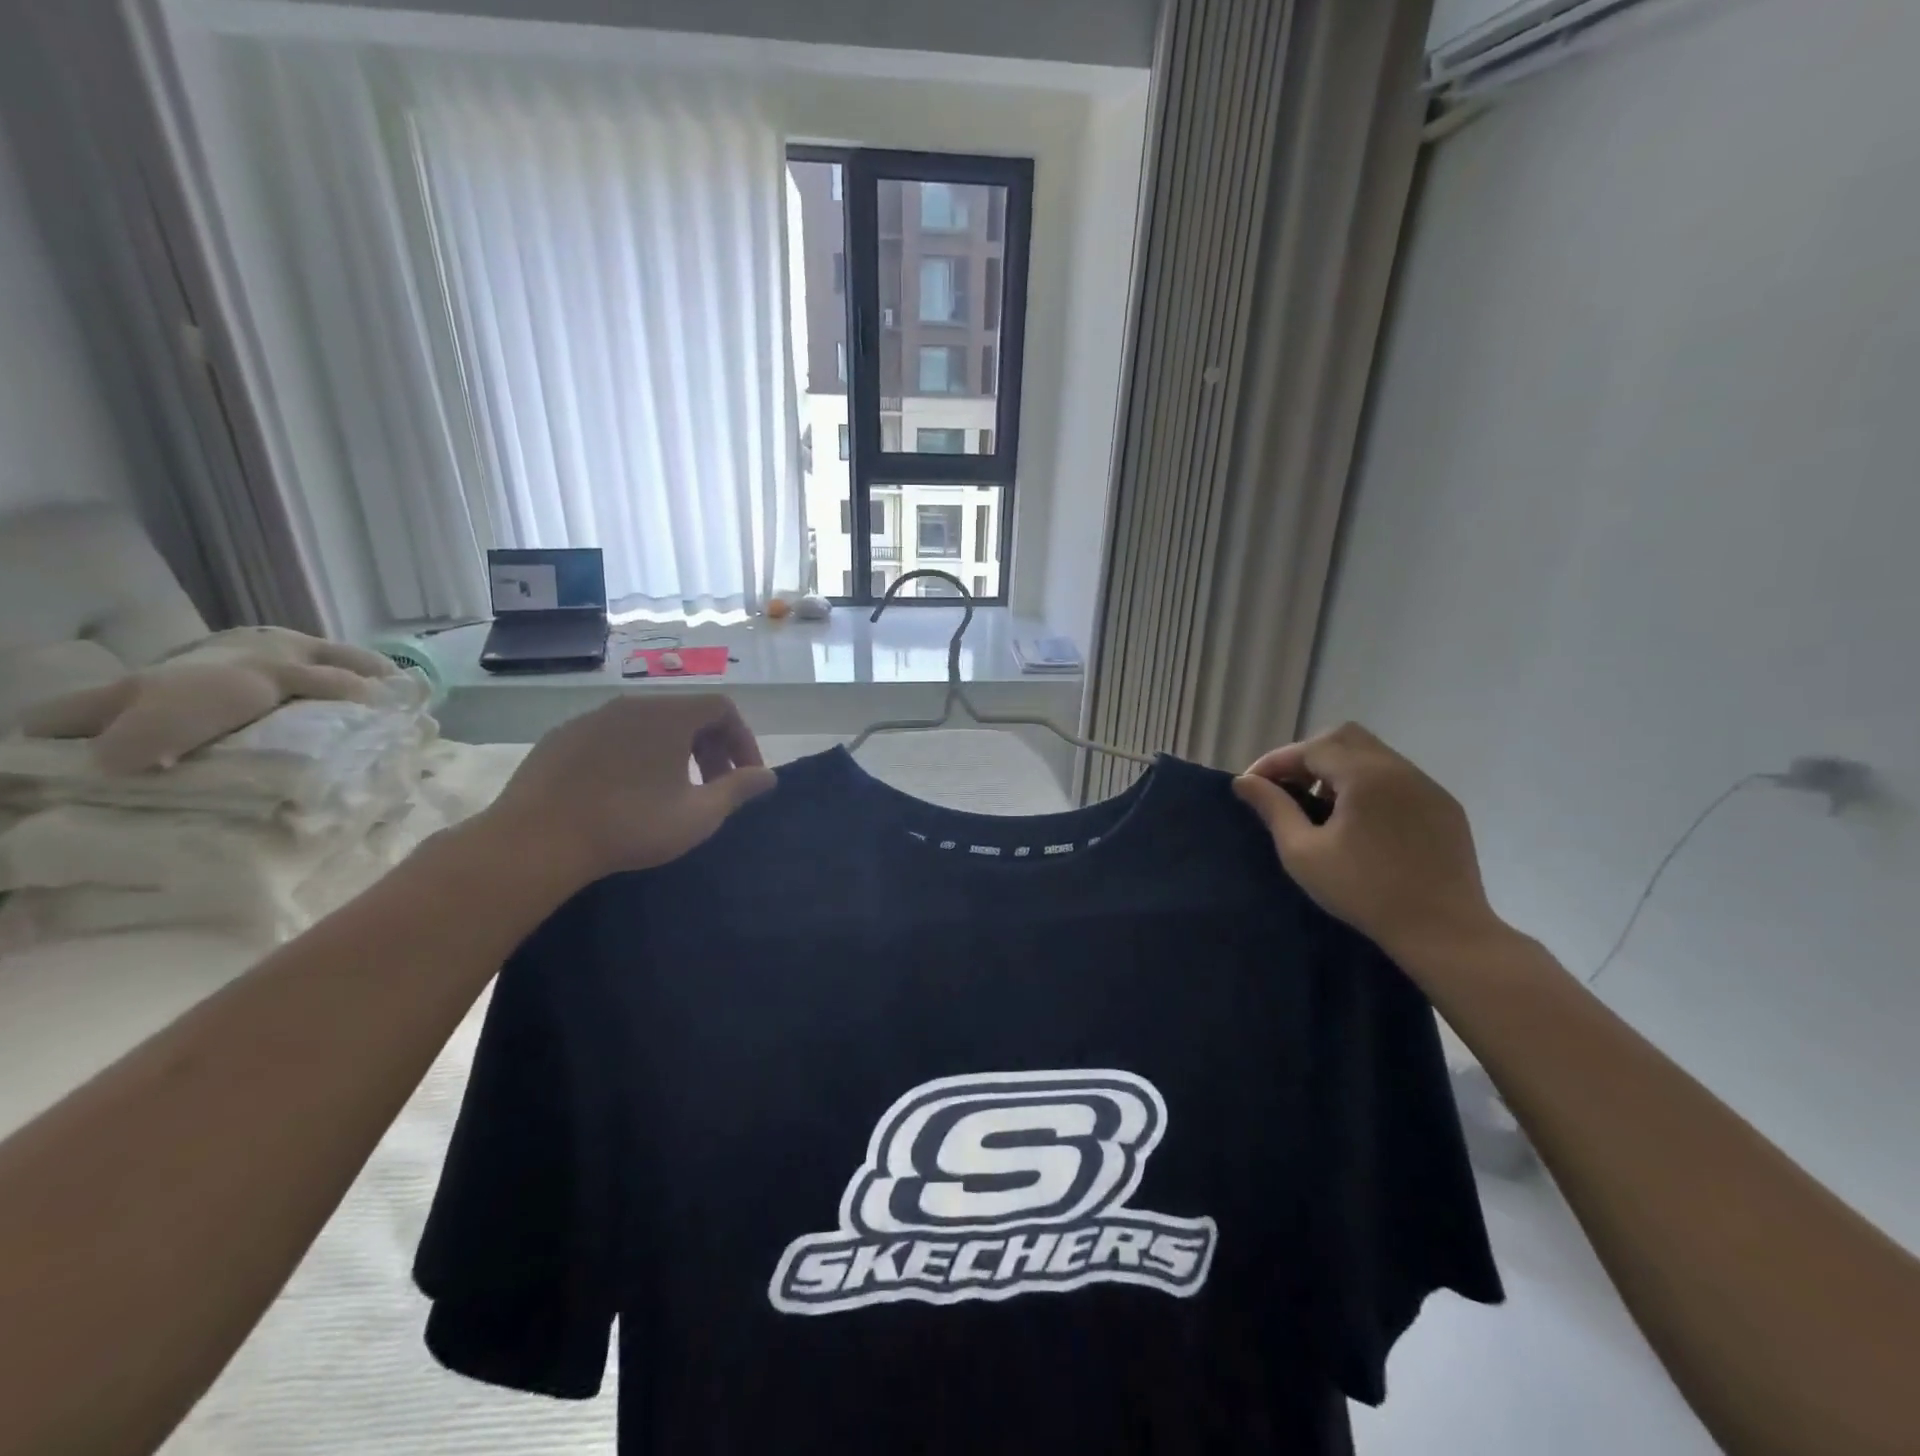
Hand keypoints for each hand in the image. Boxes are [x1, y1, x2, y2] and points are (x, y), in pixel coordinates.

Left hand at [473, 694, 775, 887]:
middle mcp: (632, 704)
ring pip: (648, 725)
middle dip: (710, 748)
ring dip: (673, 752)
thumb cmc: (631, 824)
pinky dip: (635, 755)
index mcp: (669, 714)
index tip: (744, 777)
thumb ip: (738, 790)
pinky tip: (625, 793)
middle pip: (686, 714)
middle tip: (714, 788)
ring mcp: (592, 718)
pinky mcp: (562, 737)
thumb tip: (768, 776)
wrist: (537, 839)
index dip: (742, 740)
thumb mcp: (698, 814)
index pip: (722, 708)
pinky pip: (613, 737)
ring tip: (672, 792)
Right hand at [1232, 722, 1502, 957]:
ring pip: (1373, 754)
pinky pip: (1397, 777)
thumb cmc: (1364, 891)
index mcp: (1365, 775)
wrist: (1443, 931)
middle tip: (1287, 788)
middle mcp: (1399, 769)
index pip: (1310, 748)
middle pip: (1344, 737)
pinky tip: (1359, 821)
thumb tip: (1244, 781)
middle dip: (1308, 756)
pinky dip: (1367, 784)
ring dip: (1338, 769)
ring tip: (1320, 806)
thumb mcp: (1303, 853)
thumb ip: (1273, 809)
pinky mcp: (1444, 806)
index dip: (1275, 762)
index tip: (1251, 785)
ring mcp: (1426, 786)